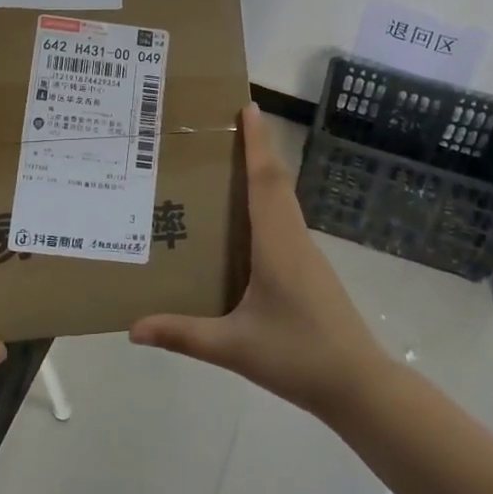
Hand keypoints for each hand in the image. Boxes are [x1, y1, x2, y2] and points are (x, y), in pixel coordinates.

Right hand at [131, 104, 388, 420]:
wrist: (359, 386)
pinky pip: (285, 221)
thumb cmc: (298, 356)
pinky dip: (267, 202)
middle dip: (257, 148)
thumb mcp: (234, 348)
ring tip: (231, 163)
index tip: (248, 107)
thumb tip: (133, 329)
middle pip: (276, 181)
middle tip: (229, 125)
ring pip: (283, 201)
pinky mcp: (310, 270)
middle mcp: (294, 239)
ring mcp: (306, 254)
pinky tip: (247, 220)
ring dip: (263, 174)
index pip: (265, 180)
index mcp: (277, 244)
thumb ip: (183, 335)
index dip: (257, 142)